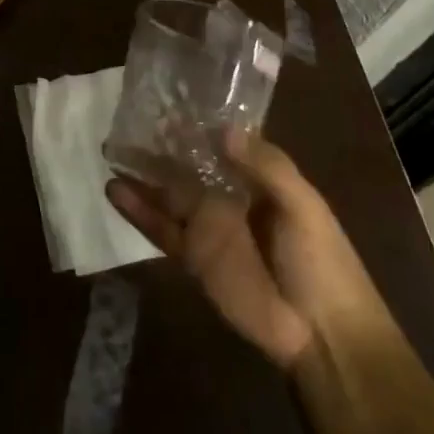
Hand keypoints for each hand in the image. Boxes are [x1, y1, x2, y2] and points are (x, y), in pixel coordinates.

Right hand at [106, 129, 385, 368]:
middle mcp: (226, 197)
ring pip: (166, 193)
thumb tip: (223, 129)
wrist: (323, 334)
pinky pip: (159, 228)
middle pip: (186, 165)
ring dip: (140, 174)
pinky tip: (113, 190)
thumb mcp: (303, 206)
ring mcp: (206, 227)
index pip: (220, 143)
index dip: (195, 124)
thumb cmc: (323, 262)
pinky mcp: (192, 256)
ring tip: (109, 149)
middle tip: (125, 120)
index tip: (167, 99)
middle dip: (158, 145)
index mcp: (257, 180)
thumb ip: (267, 167)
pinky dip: (137, 210)